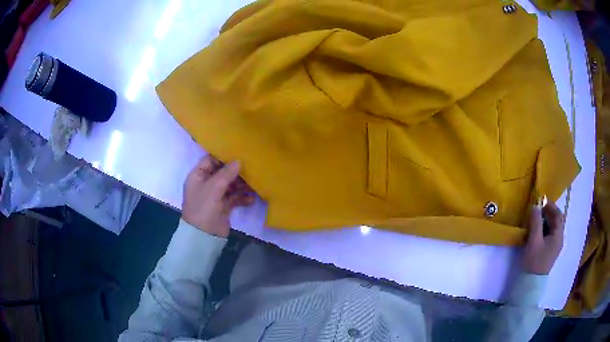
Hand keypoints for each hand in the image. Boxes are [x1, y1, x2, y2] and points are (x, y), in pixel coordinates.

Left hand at [181, 155, 254, 237]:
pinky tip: (252, 199)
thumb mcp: (213, 187)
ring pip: (230, 185)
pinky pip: (235, 198)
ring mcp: (215, 195)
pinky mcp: (223, 206)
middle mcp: (206, 183)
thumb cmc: (203, 207)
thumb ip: (226, 173)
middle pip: (222, 172)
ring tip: (255, 183)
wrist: (203, 236)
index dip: (223, 156)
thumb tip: (239, 161)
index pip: (210, 160)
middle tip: (251, 167)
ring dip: (242, 184)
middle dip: (236, 171)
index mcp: (198, 175)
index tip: (239, 152)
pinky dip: (243, 198)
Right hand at [522, 201, 565, 274]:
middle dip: (548, 213)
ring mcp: (555, 246)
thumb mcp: (534, 241)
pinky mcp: (549, 251)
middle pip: (557, 221)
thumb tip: (535, 206)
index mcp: (558, 235)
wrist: (531, 283)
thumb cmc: (534, 261)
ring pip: (553, 228)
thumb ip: (535, 222)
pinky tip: (537, 232)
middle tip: (538, 210)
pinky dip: (544, 229)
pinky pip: (549, 235)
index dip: (551, 206)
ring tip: (535, 220)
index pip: (559, 215)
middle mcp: (559, 239)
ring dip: (546, 221)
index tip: (541, 202)